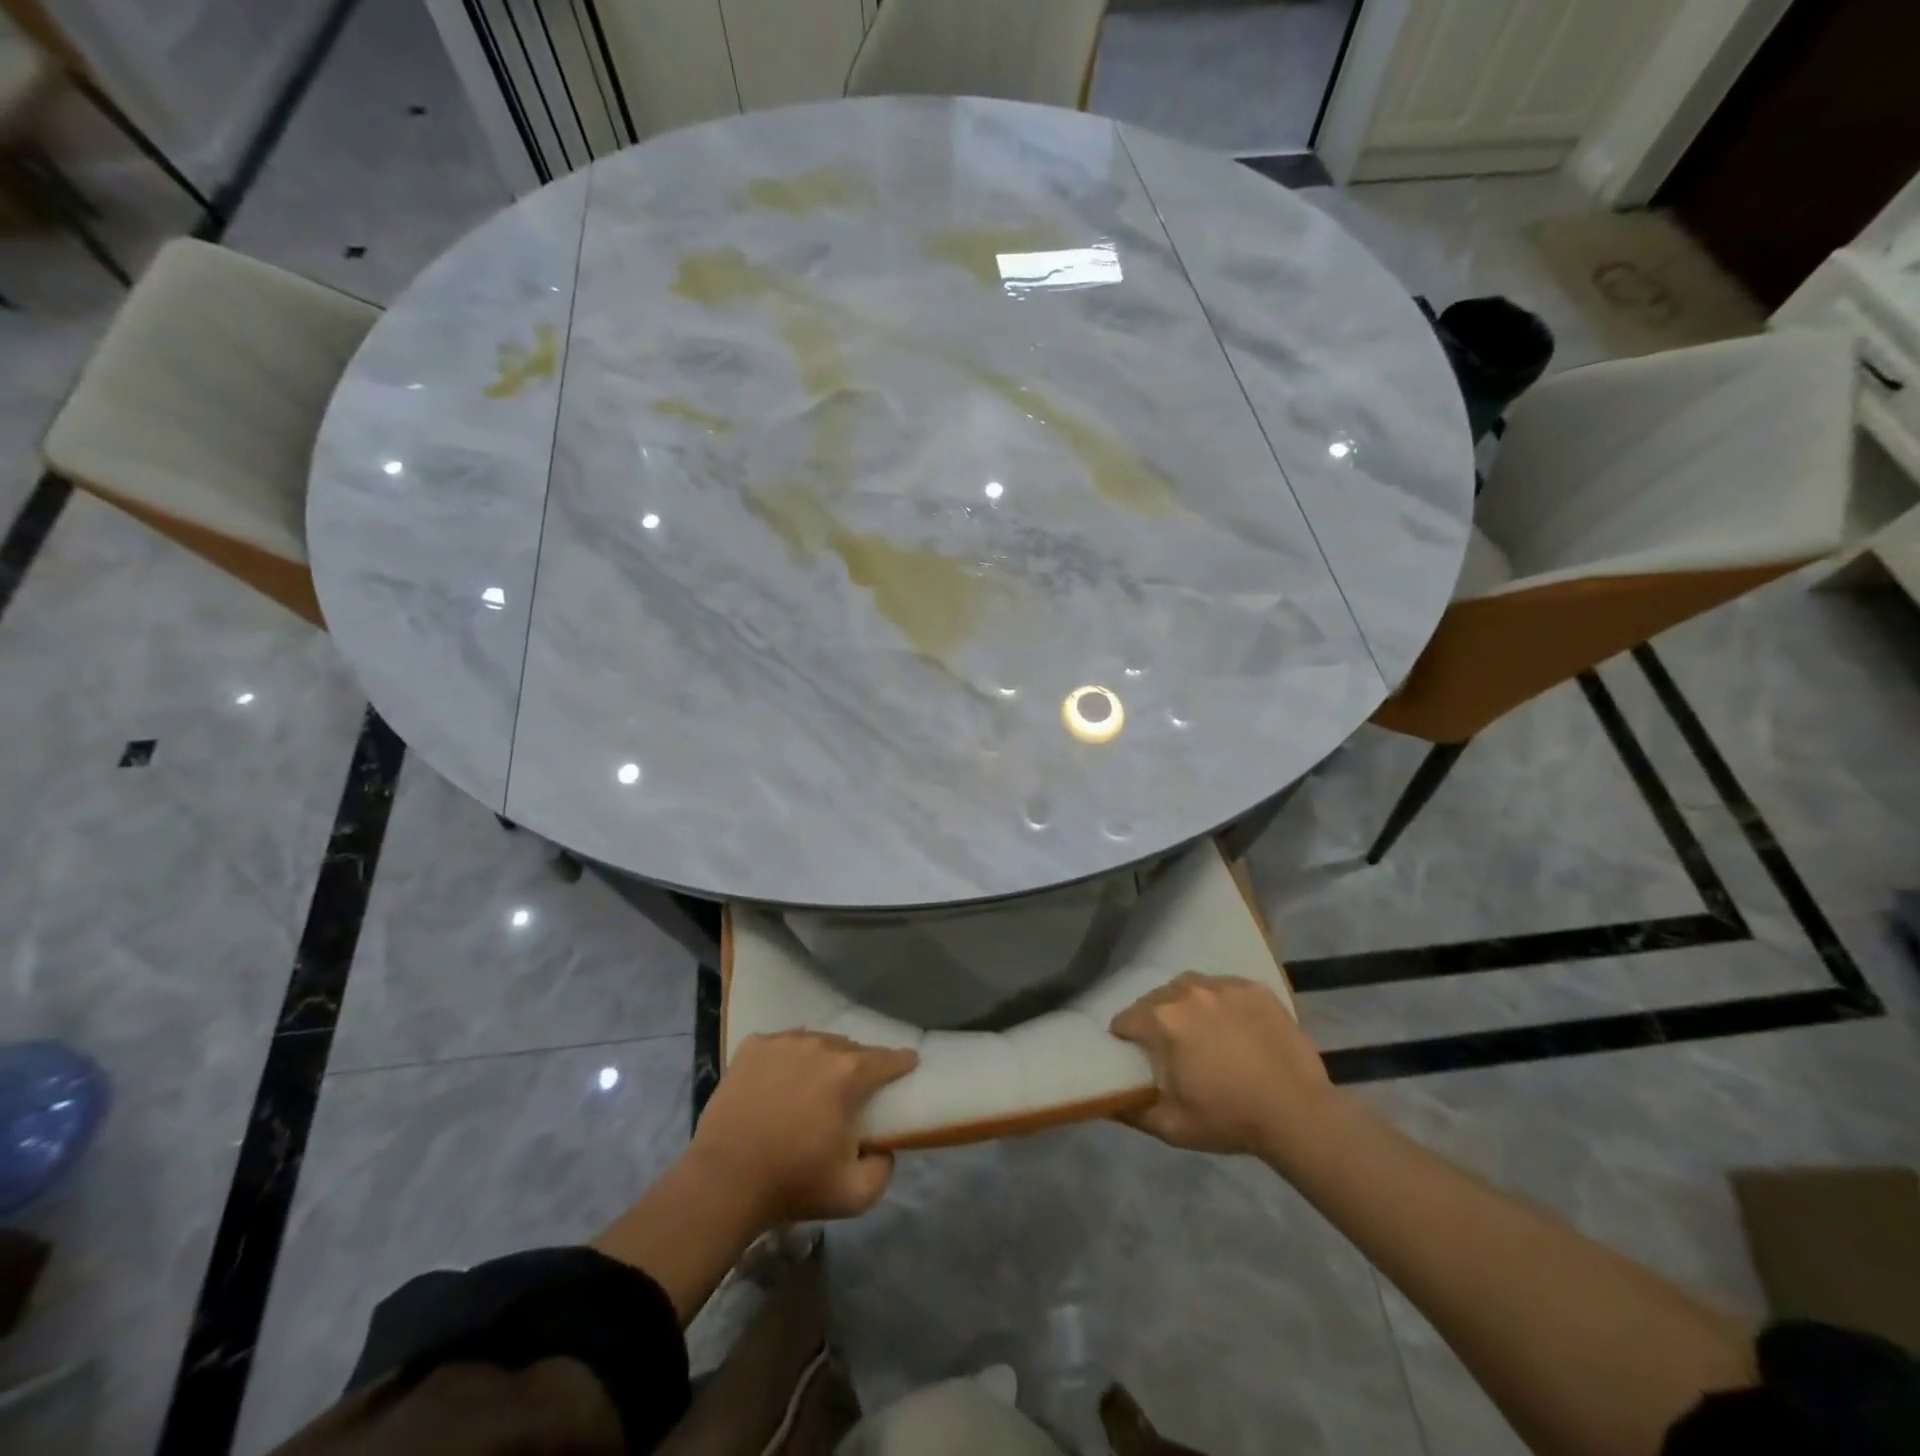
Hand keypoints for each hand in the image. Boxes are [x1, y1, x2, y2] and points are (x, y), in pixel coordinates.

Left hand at [690, 1031, 917, 1224]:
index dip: (902, 1062)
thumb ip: (885, 1169)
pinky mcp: (753, 1047)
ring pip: (817, 1042)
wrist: (724, 1181)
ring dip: (823, 1059)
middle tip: (853, 1090)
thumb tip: (885, 1147)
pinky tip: (781, 1079)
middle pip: (851, 1049)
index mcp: (849, 1075)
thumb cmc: (793, 1184)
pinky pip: (782, 1043)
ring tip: (815, 1084)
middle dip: (858, 1066)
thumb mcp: (855, 1195)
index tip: (908, 1065)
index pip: (888, 1059)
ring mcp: (784, 1042)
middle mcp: (820, 1046)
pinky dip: (788, 1057)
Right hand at [1110, 972, 1337, 1163]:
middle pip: (1155, 999)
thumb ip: (1131, 1111)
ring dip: (1185, 1005)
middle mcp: (1187, 992)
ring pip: (1188, 987)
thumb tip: (1107, 1100)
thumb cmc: (1230, 1119)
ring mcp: (1223, 985)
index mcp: (1163, 1021)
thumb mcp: (1171, 1127)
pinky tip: (1233, 1027)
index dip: (1125, 1039)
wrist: (1299, 1113)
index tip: (1135, 1057)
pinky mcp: (1254, 988)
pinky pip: (1223, 987)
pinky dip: (1220, 1002)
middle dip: (1155, 1020)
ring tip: (1201, 1031)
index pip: (1125, 1019)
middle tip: (1170, 1048)